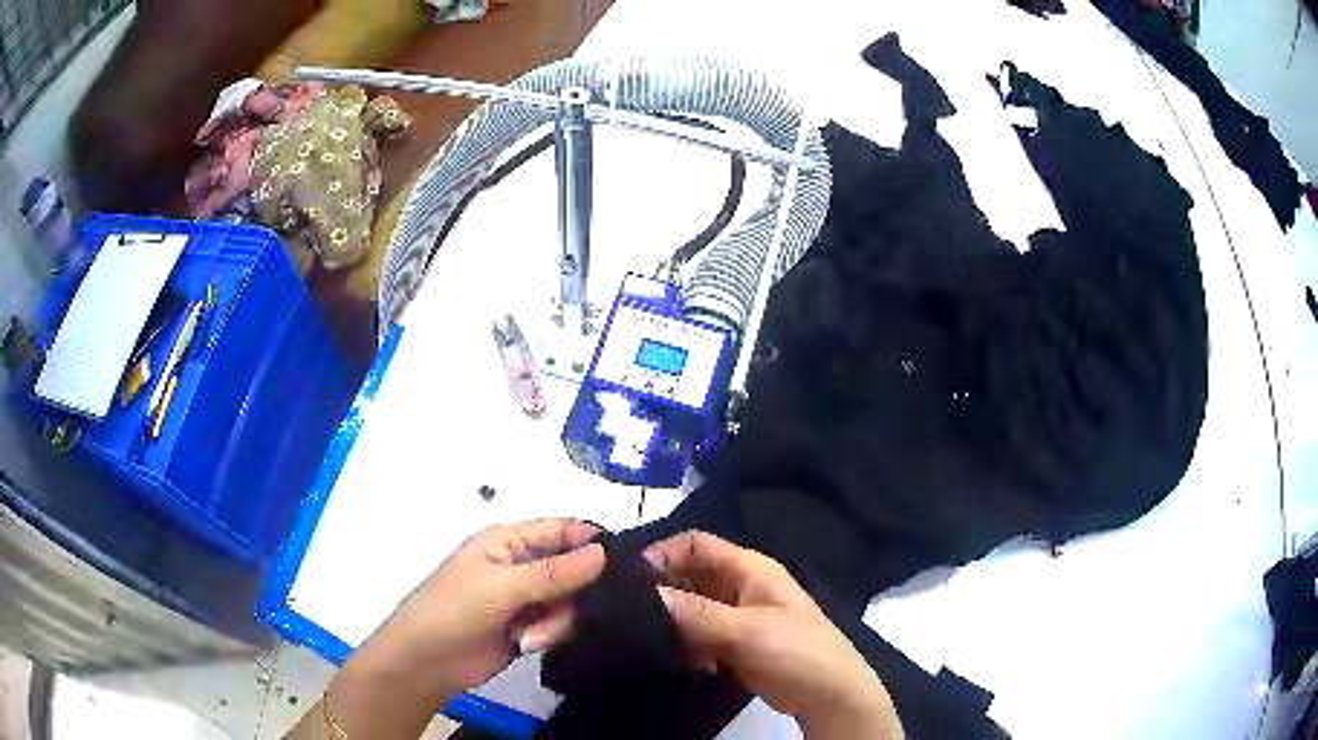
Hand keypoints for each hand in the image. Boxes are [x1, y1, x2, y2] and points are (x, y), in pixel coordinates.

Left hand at [318, 519, 605, 738]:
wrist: (427, 661)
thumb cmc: (455, 609)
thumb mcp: (503, 586)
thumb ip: (555, 572)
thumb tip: (604, 552)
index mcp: (509, 540)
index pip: (562, 530)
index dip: (592, 542)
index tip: (625, 565)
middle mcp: (521, 565)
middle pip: (573, 569)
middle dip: (575, 592)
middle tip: (571, 611)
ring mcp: (525, 598)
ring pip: (569, 601)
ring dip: (557, 620)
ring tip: (532, 636)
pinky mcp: (529, 628)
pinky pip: (558, 625)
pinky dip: (549, 634)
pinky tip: (528, 645)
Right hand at [644, 531, 903, 738]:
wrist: (828, 694)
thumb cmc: (795, 650)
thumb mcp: (746, 630)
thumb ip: (697, 613)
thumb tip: (647, 595)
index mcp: (750, 569)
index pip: (697, 544)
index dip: (664, 554)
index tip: (628, 579)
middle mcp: (740, 586)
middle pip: (690, 575)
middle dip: (661, 590)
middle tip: (625, 612)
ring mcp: (737, 616)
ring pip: (691, 607)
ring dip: (669, 620)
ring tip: (637, 637)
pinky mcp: (733, 644)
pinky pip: (698, 634)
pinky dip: (683, 643)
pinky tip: (669, 658)